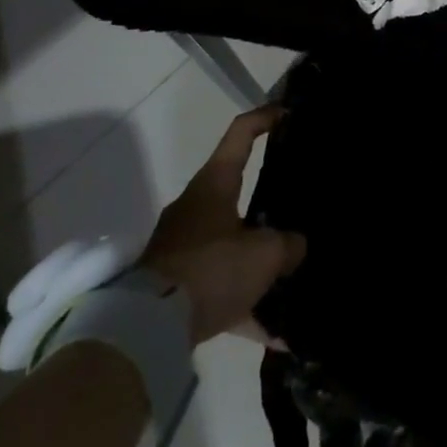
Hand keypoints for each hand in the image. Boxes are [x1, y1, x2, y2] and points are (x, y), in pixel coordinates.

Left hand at [137, 105, 305, 344]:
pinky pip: (221, 289)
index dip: (266, 118)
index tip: (289, 113)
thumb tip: (294, 246)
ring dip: (259, 262)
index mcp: (214, 184)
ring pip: (231, 244)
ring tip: (292, 279)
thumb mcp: (264, 254)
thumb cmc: (210, 269)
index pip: (241, 133)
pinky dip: (247, 307)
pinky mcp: (176, 285)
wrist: (147, 328)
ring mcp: (183, 247)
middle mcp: (196, 207)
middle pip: (237, 191)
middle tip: (299, 208)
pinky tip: (276, 333)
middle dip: (269, 202)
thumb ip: (288, 245)